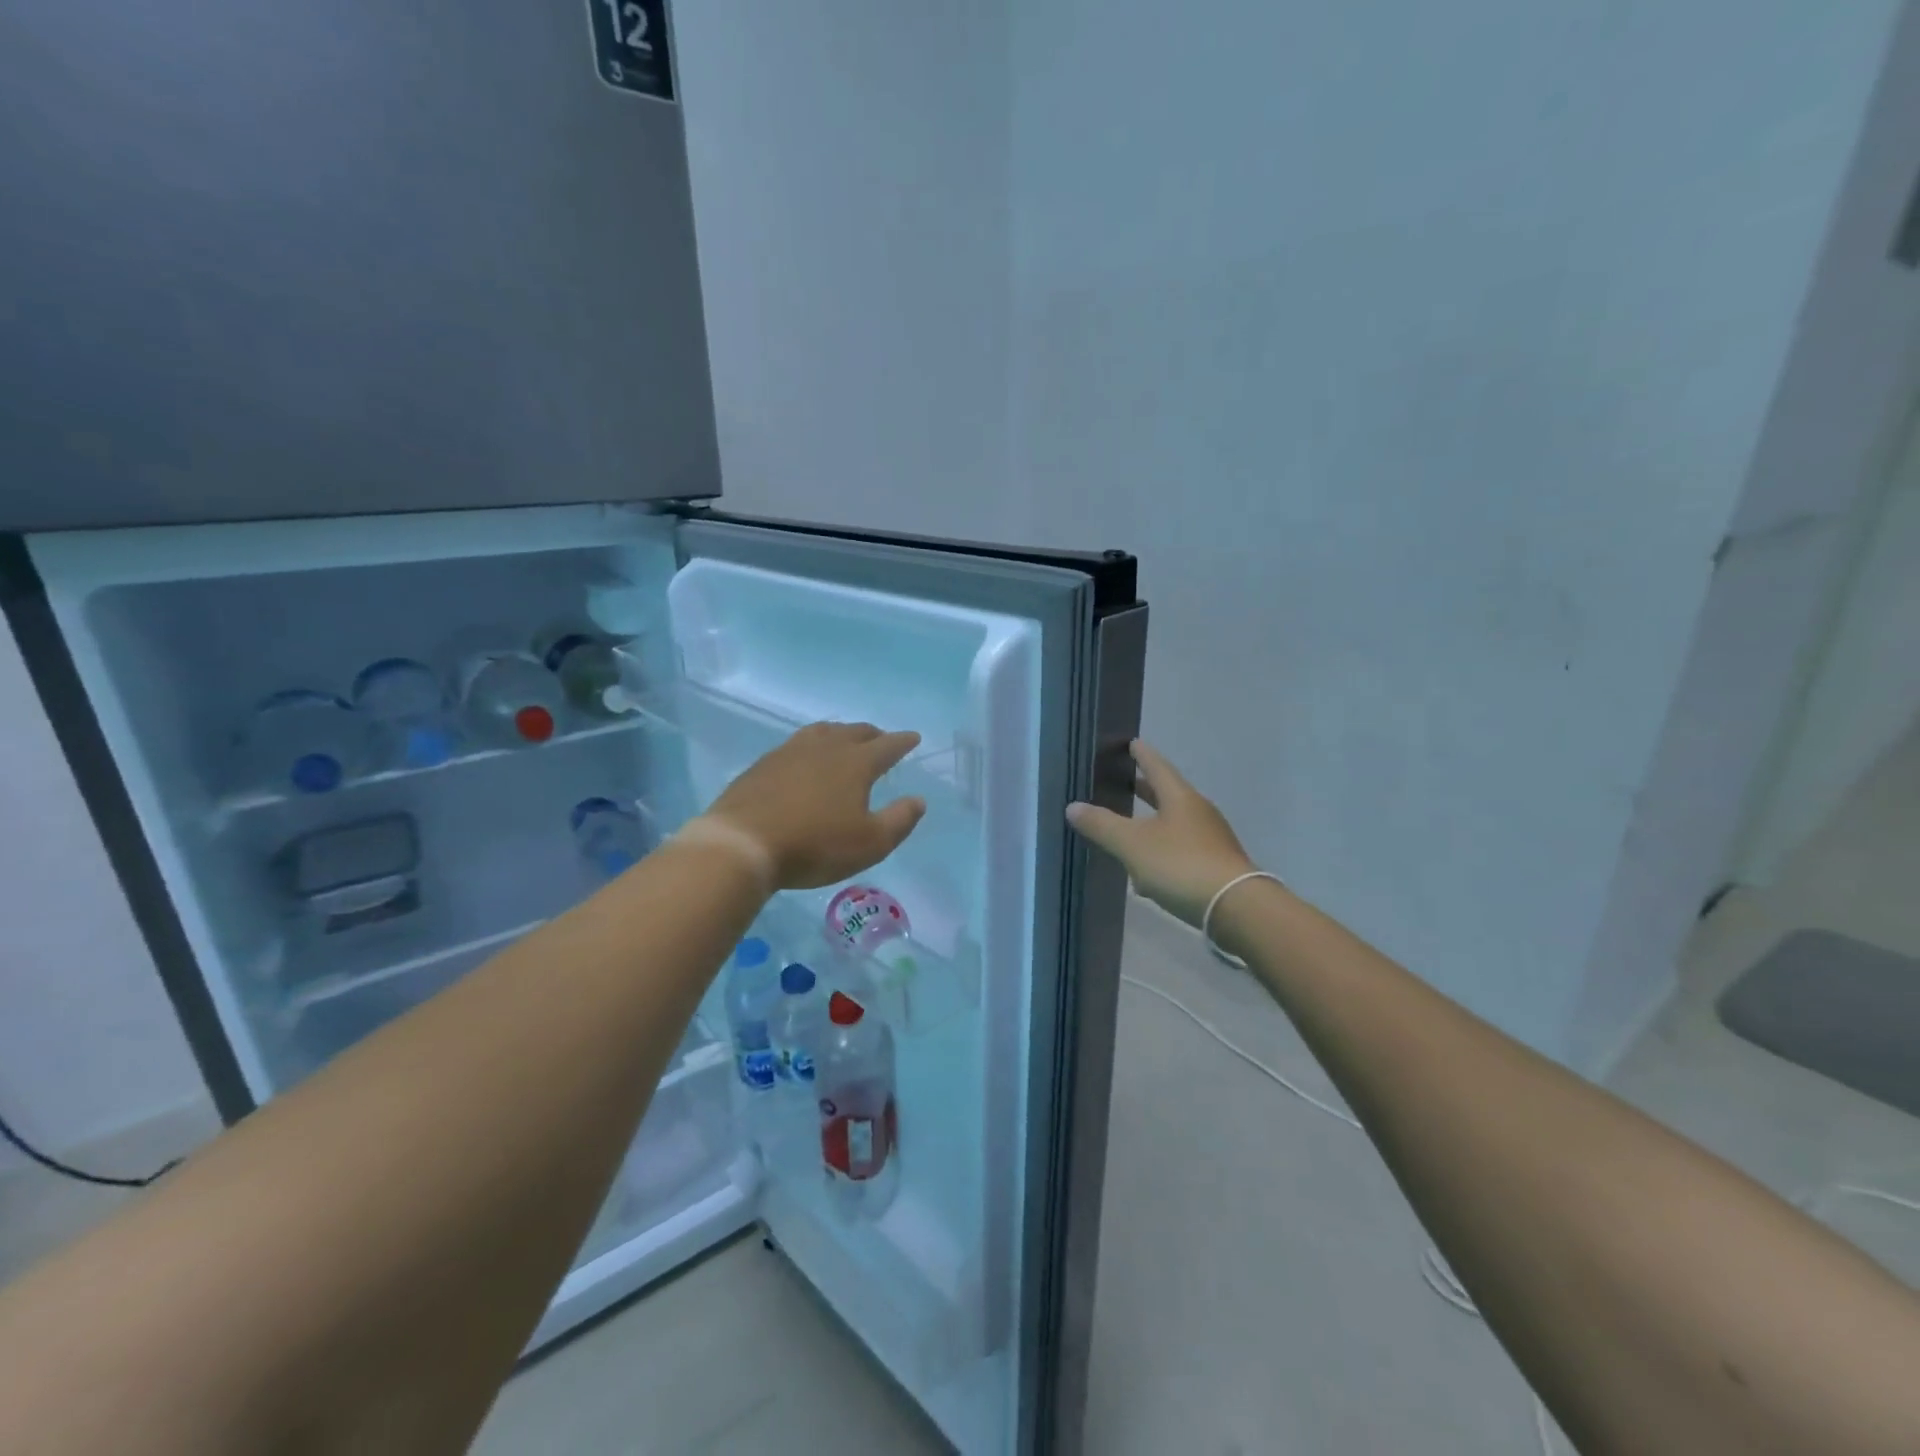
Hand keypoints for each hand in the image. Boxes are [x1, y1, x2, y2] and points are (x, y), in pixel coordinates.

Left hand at [707, 722, 927, 890]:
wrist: (742, 843)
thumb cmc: (815, 845)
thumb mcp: (870, 843)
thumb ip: (899, 820)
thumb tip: (918, 800)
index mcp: (856, 763)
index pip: (887, 746)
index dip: (903, 742)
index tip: (914, 737)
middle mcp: (825, 748)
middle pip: (855, 732)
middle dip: (873, 734)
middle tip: (882, 740)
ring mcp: (790, 751)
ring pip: (823, 731)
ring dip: (840, 733)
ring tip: (845, 740)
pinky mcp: (764, 764)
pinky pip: (796, 744)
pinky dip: (812, 745)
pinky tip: (805, 758)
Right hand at [1066, 739, 1257, 927]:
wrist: (1236, 908)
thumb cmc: (1181, 865)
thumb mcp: (1132, 845)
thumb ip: (1102, 825)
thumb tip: (1073, 806)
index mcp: (1180, 798)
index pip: (1157, 766)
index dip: (1142, 755)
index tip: (1131, 743)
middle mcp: (1198, 812)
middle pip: (1168, 794)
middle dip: (1145, 789)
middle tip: (1125, 781)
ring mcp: (1211, 839)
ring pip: (1174, 824)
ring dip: (1152, 824)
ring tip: (1128, 830)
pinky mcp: (1216, 866)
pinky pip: (1182, 850)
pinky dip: (1162, 853)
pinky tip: (1146, 875)